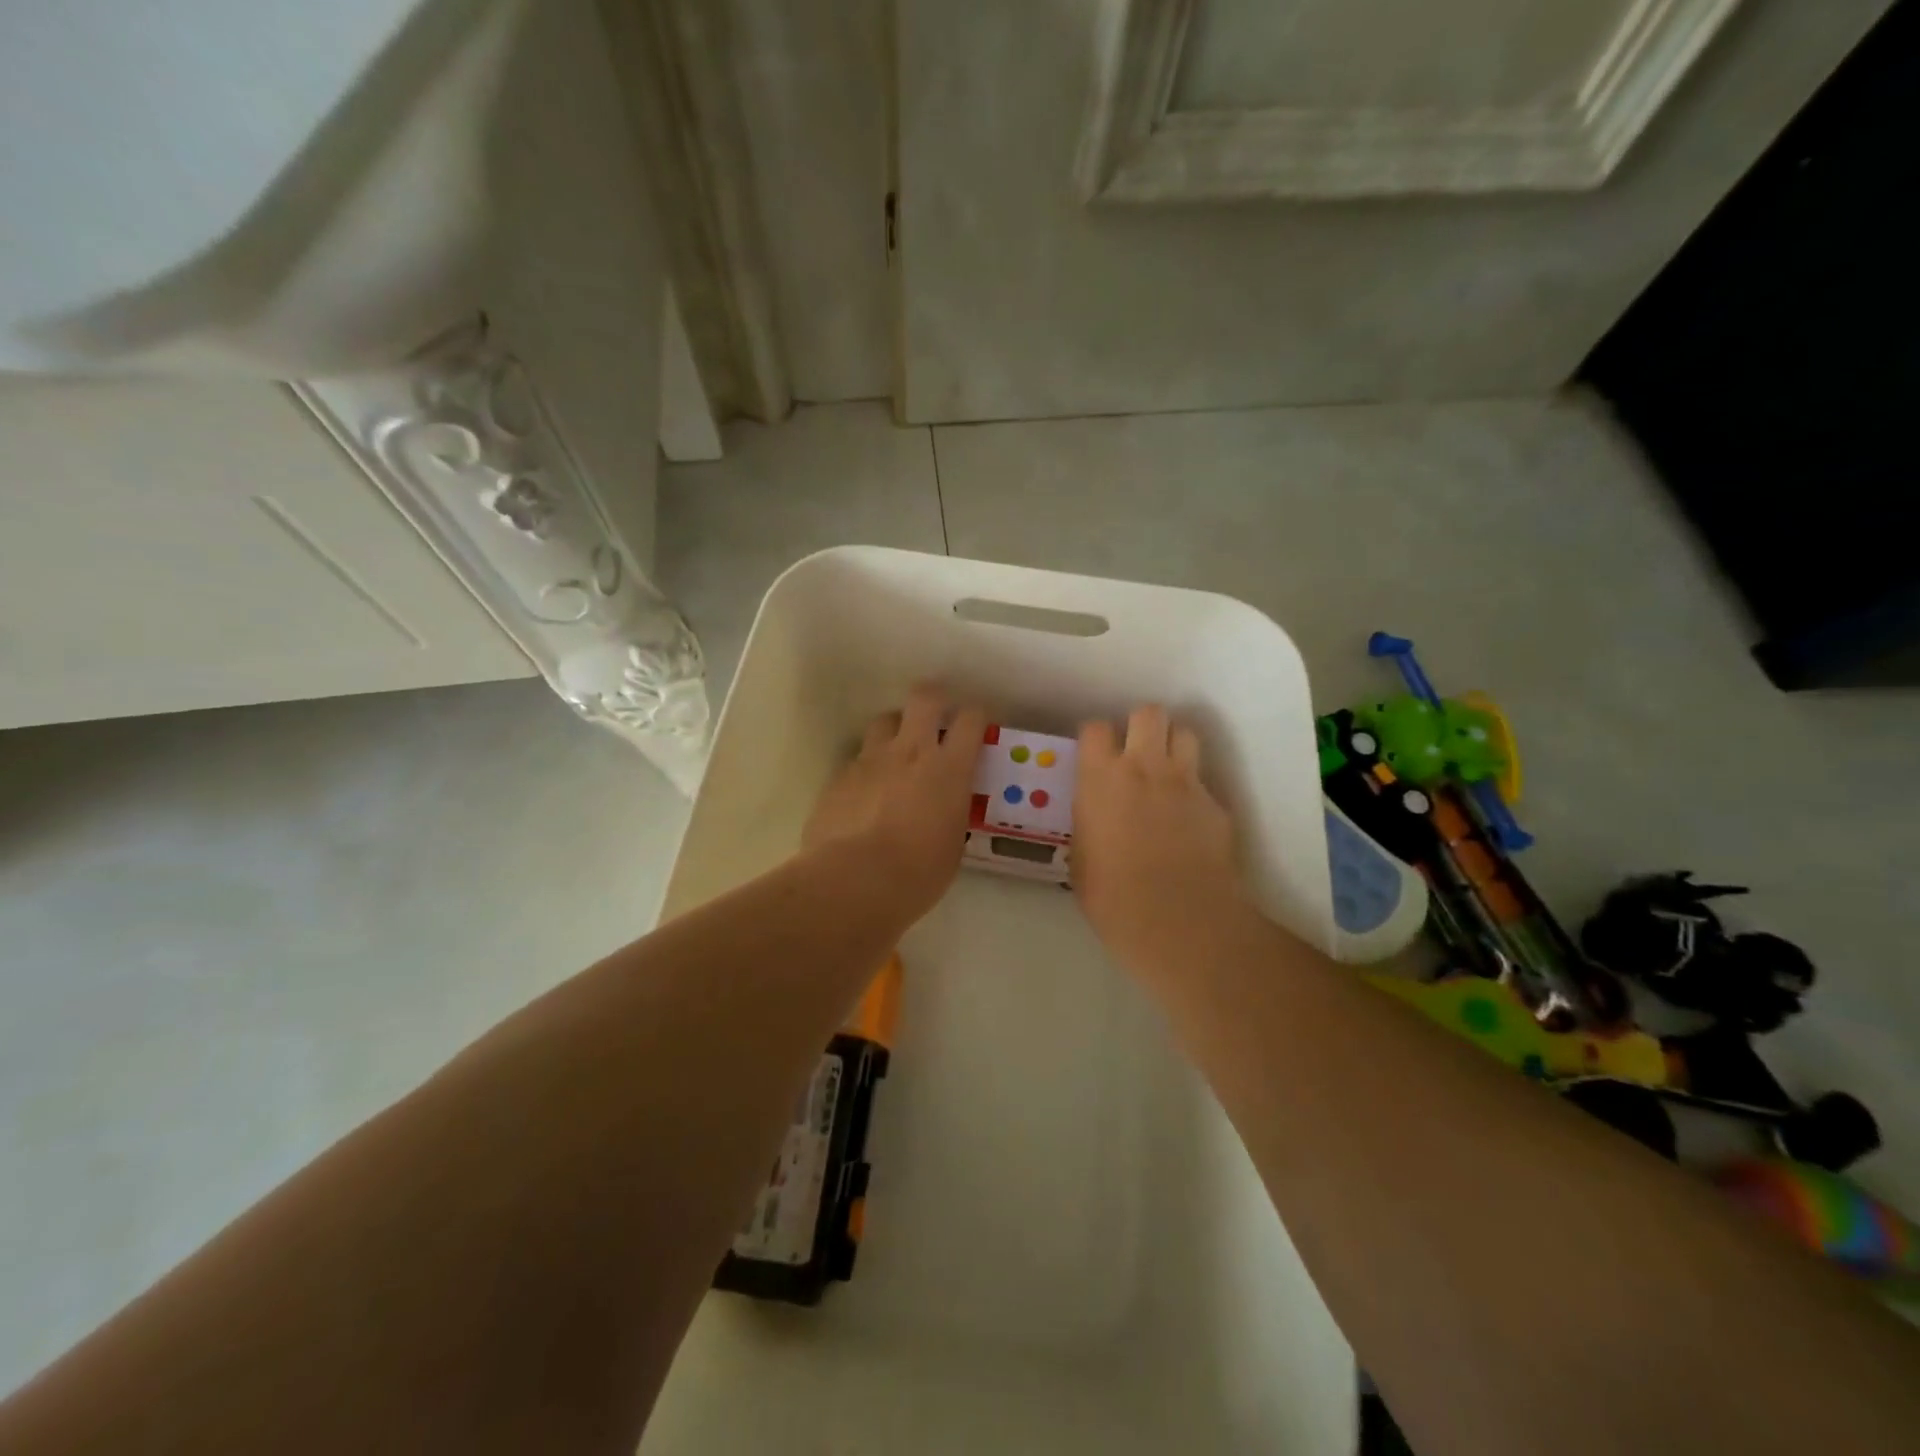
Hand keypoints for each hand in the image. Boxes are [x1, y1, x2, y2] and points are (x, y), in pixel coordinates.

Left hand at [804, 685, 985, 920]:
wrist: (853, 882)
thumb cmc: (917, 873)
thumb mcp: (952, 844)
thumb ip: (951, 813)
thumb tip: (945, 808)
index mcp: (948, 769)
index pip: (970, 719)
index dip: (976, 716)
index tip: (978, 727)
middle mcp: (910, 751)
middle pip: (924, 698)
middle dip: (934, 699)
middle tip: (937, 716)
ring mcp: (870, 760)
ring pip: (885, 721)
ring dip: (896, 730)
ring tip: (898, 753)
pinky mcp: (839, 776)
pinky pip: (858, 758)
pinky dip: (868, 767)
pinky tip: (866, 793)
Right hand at [1072, 706, 1247, 976]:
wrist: (1176, 919)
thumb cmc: (1111, 896)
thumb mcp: (1081, 856)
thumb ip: (1090, 823)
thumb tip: (1097, 819)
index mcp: (1100, 779)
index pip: (1096, 728)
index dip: (1097, 738)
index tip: (1096, 755)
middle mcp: (1143, 768)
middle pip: (1148, 713)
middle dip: (1142, 725)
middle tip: (1136, 751)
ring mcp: (1185, 783)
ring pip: (1185, 734)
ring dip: (1174, 746)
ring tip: (1166, 773)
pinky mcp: (1216, 805)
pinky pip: (1204, 783)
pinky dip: (1195, 794)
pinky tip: (1189, 823)